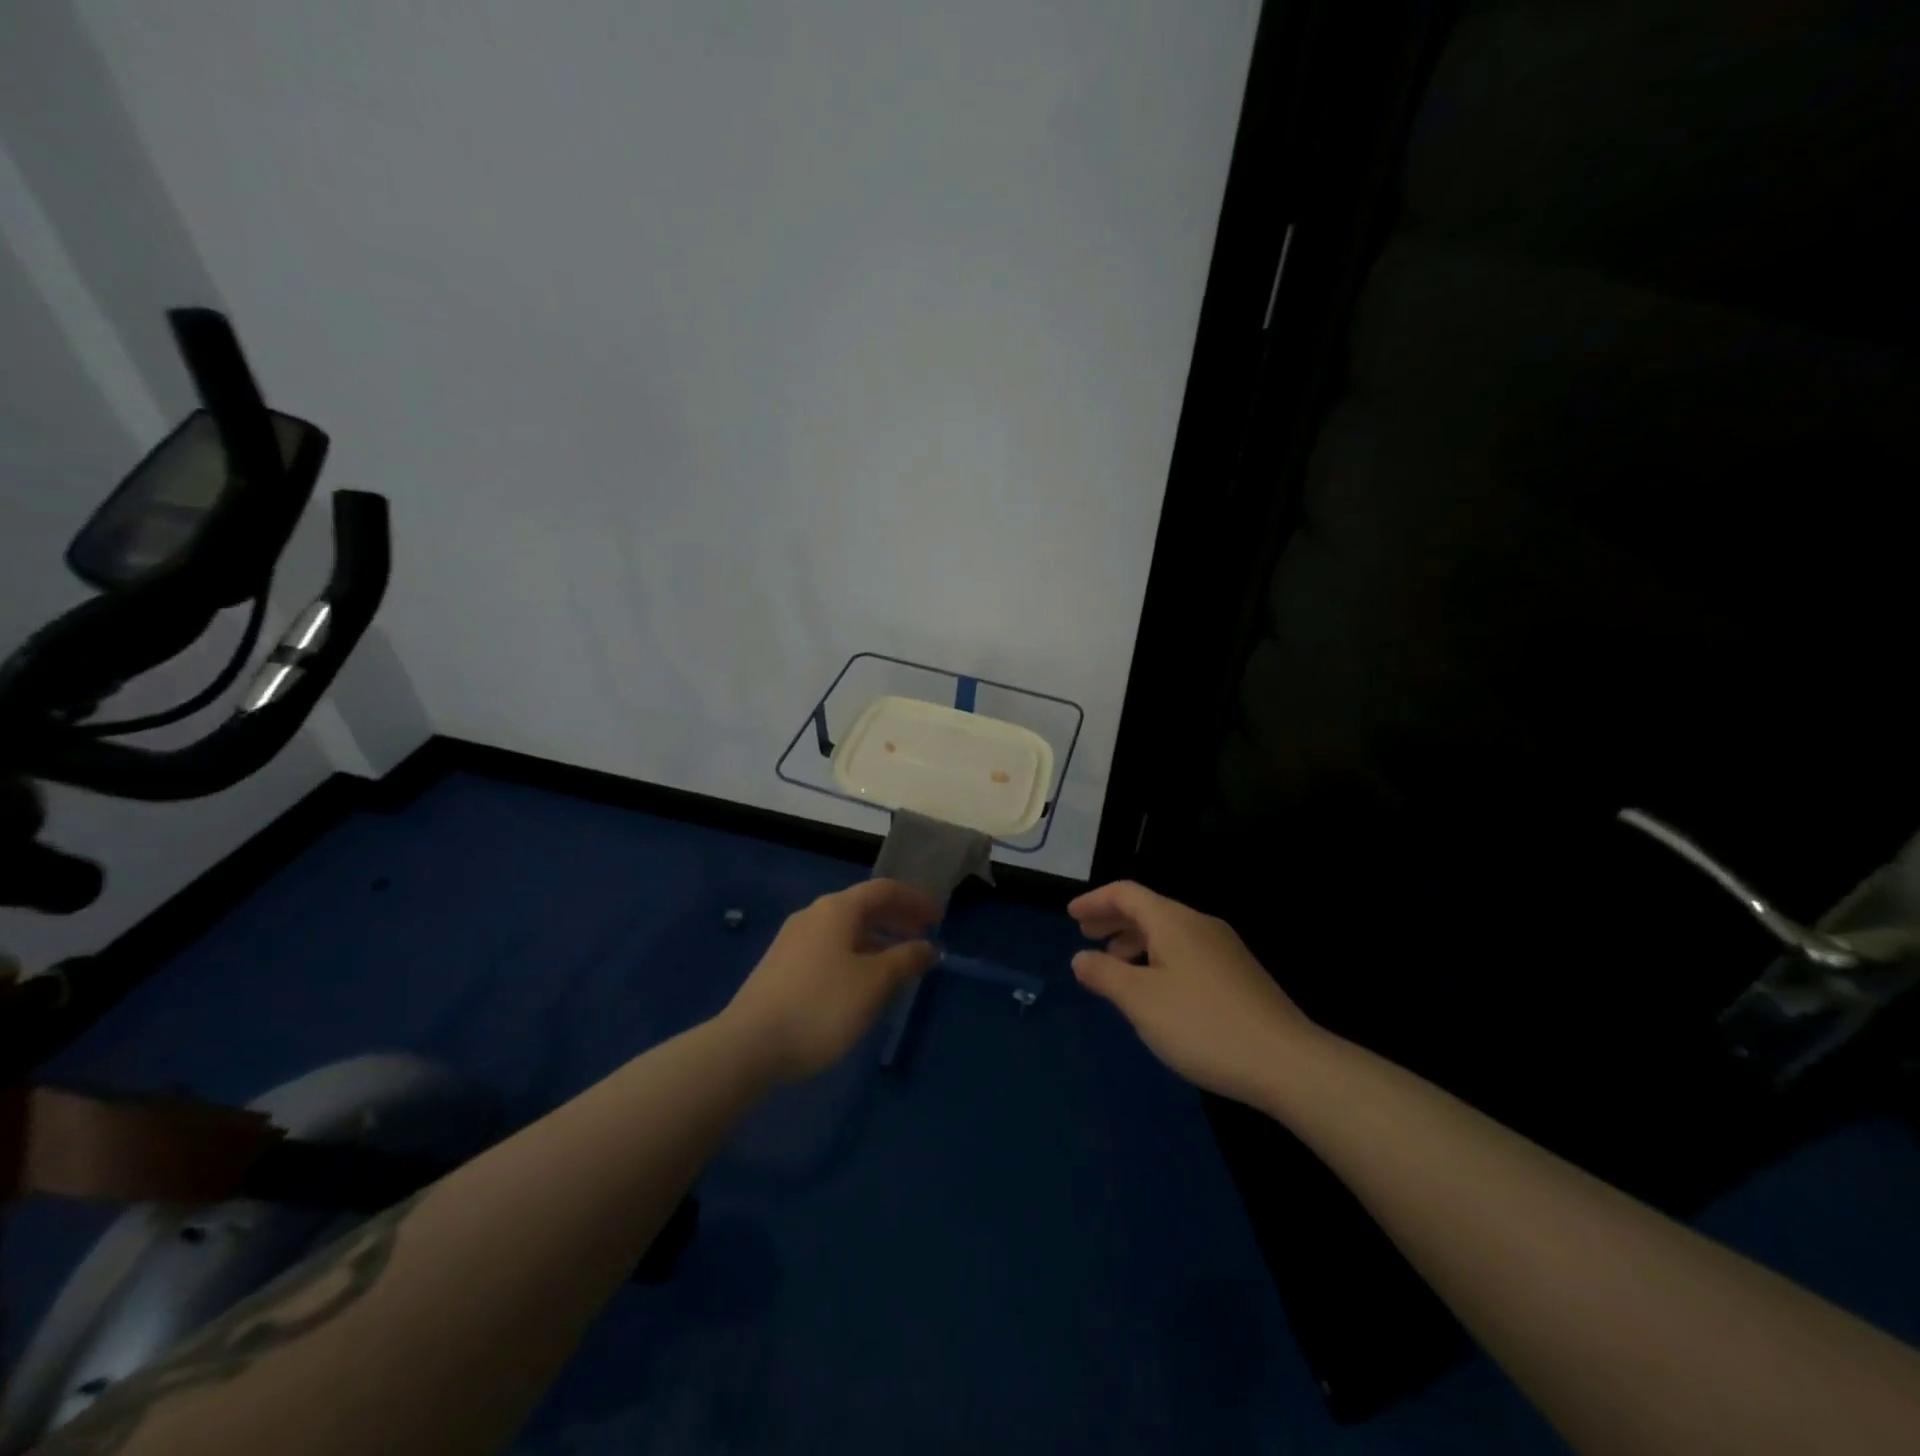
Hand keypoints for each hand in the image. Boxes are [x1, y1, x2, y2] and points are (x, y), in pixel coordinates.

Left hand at [722, 879, 939, 1082]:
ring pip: (846, 930)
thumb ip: (907, 960)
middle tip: (923, 938)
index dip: (915, 900)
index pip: (884, 890)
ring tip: (898, 966)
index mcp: (837, 909)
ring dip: (877, 940)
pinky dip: (855, 954)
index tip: (938, 918)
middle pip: (864, 906)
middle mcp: (814, 915)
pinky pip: (829, 948)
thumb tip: (928, 947)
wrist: (748, 1046)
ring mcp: (793, 940)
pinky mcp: (781, 966)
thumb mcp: (874, 983)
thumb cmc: (821, 1006)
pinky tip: (861, 985)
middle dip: (897, 919)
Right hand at [1070, 880, 1315, 1104]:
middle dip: (1113, 920)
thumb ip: (1104, 974)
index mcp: (1173, 921)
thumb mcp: (1140, 1000)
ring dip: (1135, 942)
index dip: (1095, 901)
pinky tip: (1155, 990)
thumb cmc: (1202, 1024)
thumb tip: (1080, 958)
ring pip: (1168, 933)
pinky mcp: (1238, 975)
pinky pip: (1185, 951)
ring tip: (1115, 966)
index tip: (1071, 916)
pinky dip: (1158, 958)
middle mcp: (1200, 925)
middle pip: (1148, 909)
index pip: (1126, 893)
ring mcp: (1224, 949)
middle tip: (1086, 937)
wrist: (1286, 1062)